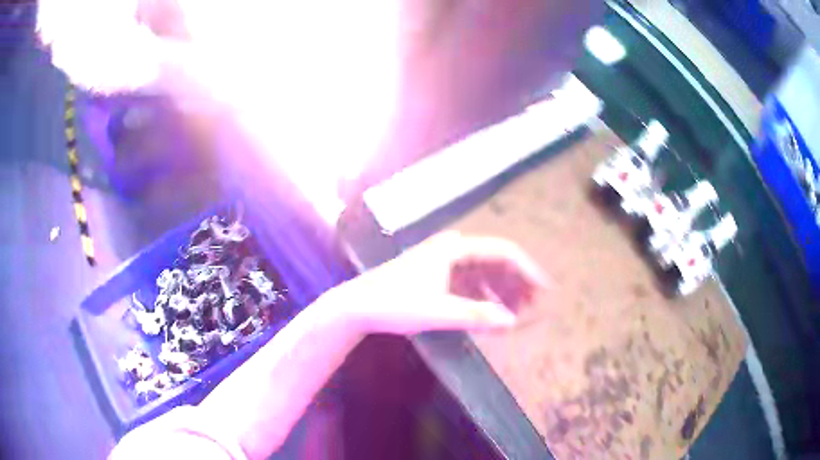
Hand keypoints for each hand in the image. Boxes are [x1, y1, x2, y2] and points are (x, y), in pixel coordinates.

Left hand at [336, 231, 547, 334]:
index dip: (527, 269)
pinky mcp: (437, 277)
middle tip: (533, 307)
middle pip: (496, 263)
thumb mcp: (438, 311)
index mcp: (456, 249)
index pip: (503, 252)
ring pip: (484, 275)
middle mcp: (453, 250)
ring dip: (502, 293)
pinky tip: (490, 315)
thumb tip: (512, 321)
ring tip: (517, 313)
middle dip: (517, 284)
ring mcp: (444, 263)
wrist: (358, 306)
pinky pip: (470, 285)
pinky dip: (483, 299)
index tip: (545, 289)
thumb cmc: (395, 303)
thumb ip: (476, 315)